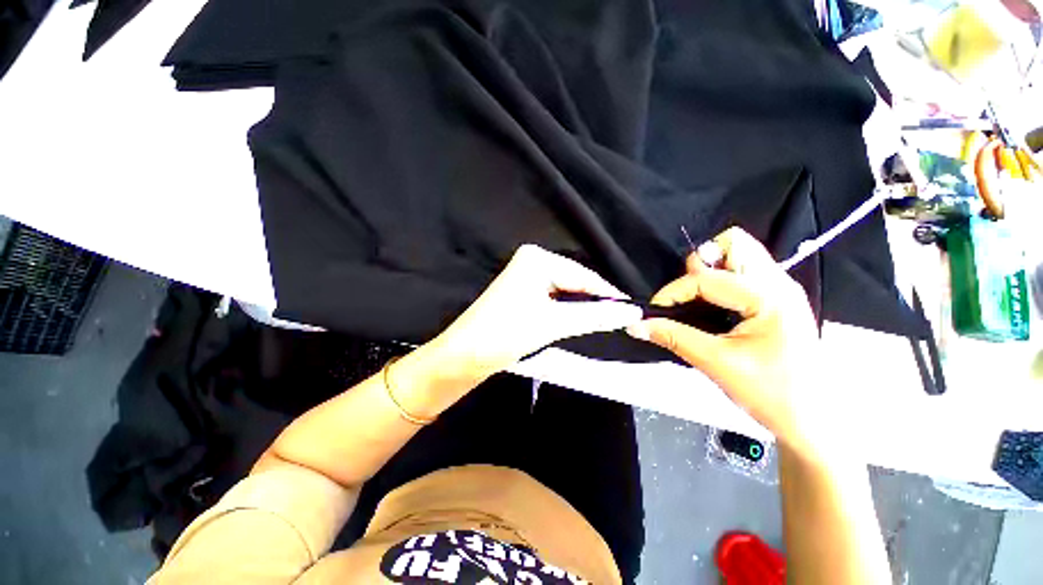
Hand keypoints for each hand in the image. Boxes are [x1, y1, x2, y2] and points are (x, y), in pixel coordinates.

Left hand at [423, 244, 642, 385]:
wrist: (463, 356)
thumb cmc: (505, 334)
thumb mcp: (553, 323)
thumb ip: (594, 316)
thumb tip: (632, 312)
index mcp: (537, 259)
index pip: (583, 275)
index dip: (609, 295)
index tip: (634, 314)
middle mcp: (532, 262)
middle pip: (575, 282)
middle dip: (596, 303)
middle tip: (623, 323)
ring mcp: (526, 277)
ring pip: (566, 293)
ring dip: (584, 309)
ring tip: (606, 324)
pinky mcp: (523, 294)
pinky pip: (555, 300)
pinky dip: (569, 312)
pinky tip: (581, 322)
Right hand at [627, 228, 828, 456]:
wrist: (811, 420)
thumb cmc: (770, 393)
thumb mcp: (716, 363)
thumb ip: (672, 337)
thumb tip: (635, 325)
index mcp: (769, 297)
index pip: (706, 277)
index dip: (672, 291)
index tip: (655, 312)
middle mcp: (779, 283)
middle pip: (734, 243)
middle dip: (701, 263)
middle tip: (686, 295)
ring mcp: (781, 288)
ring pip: (740, 253)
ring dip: (711, 269)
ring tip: (697, 299)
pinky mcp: (777, 298)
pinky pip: (743, 270)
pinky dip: (721, 279)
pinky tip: (713, 305)